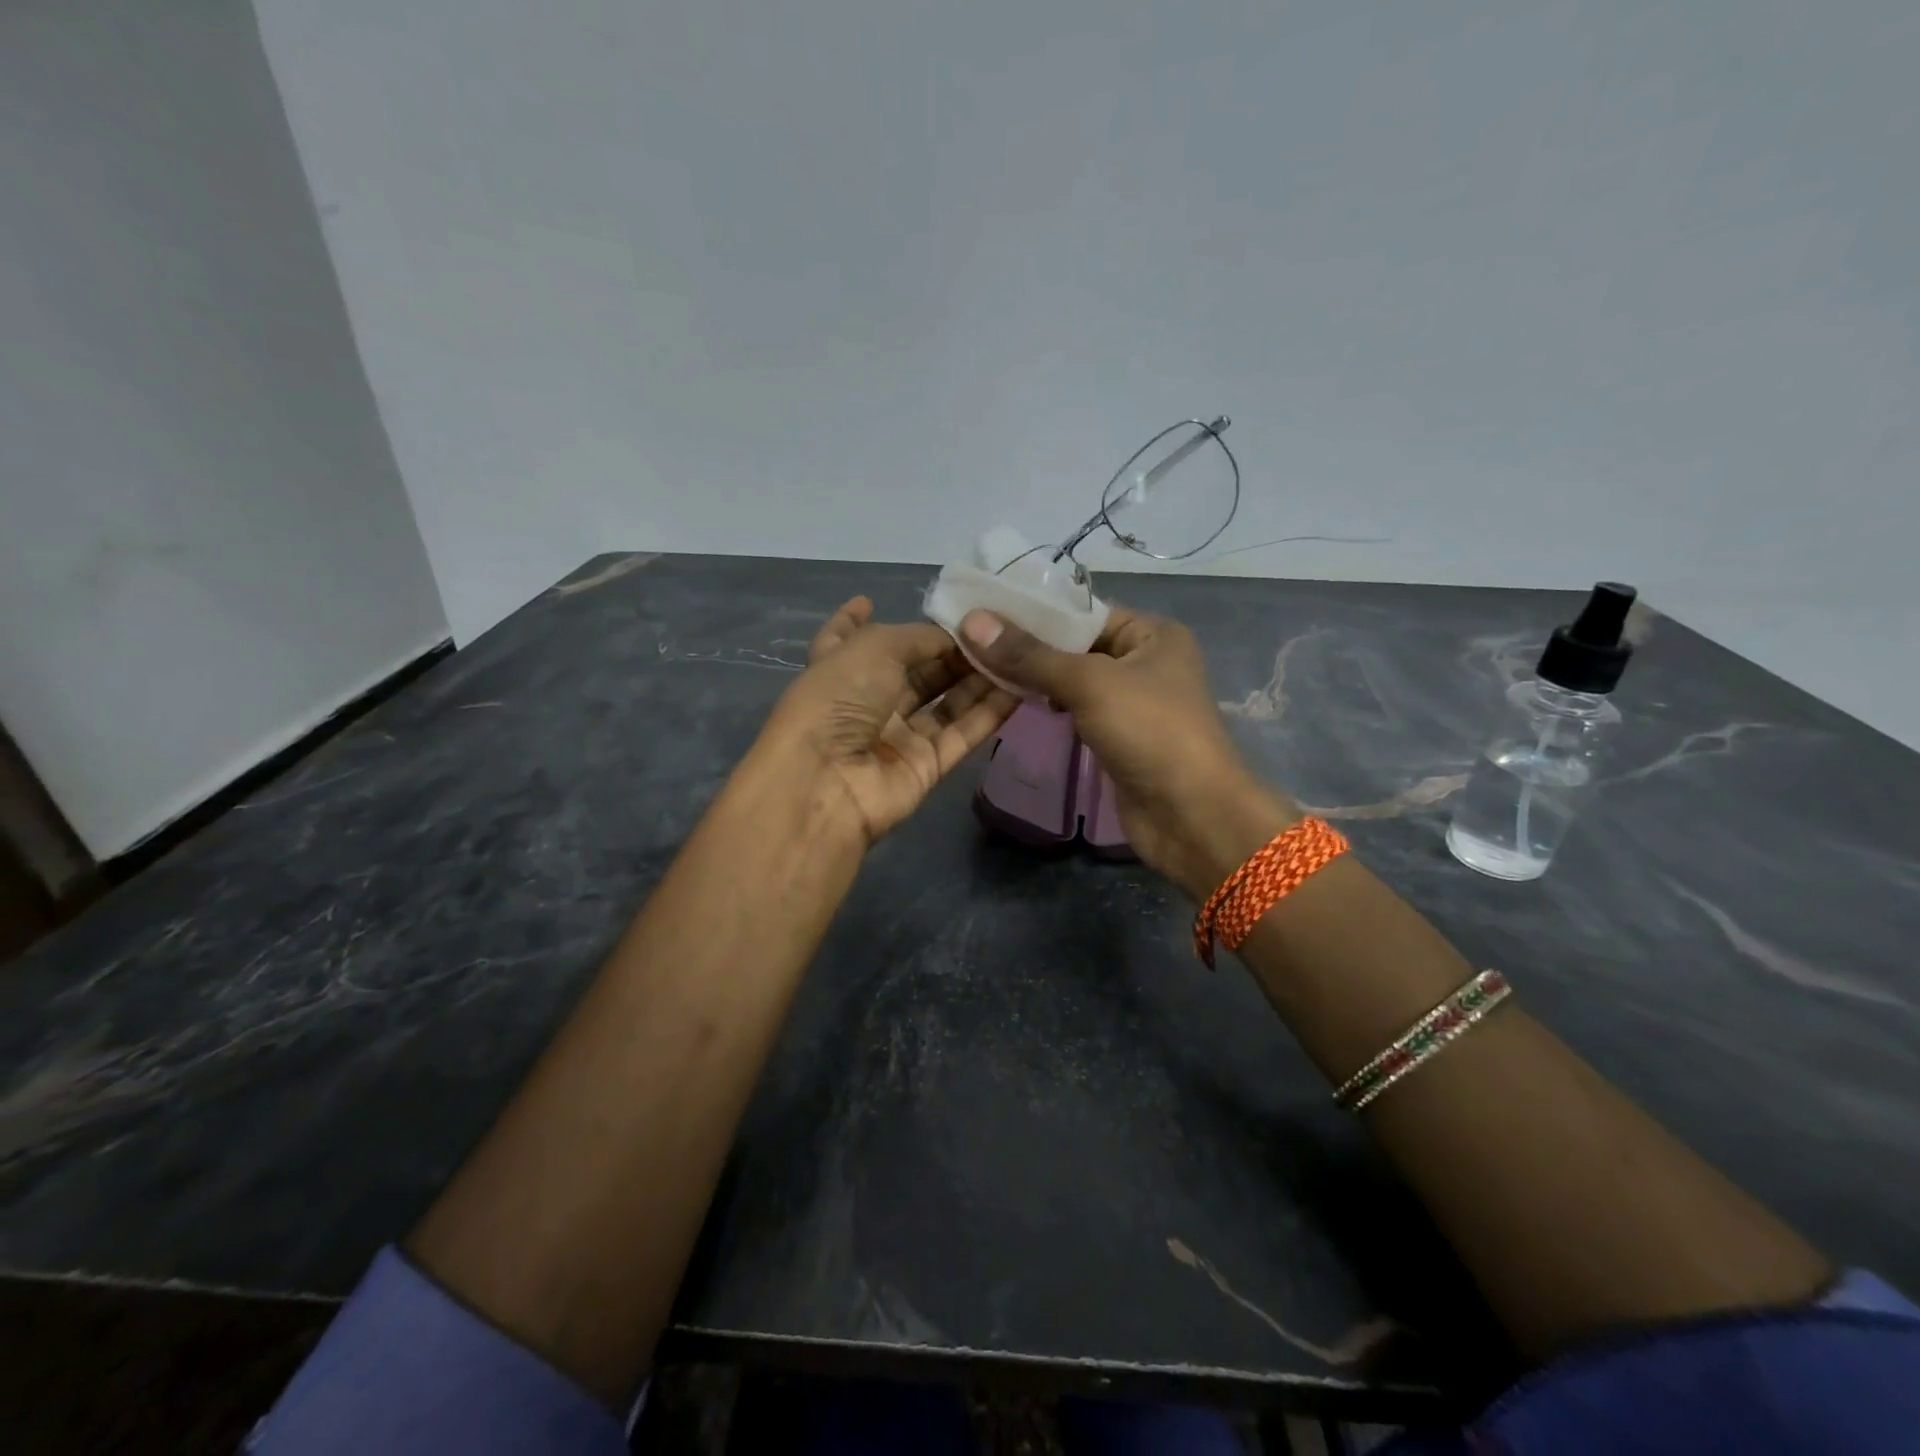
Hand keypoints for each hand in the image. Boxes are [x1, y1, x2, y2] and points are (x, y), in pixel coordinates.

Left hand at [757, 597, 1018, 844]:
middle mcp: (866, 701)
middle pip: (913, 671)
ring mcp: (896, 737)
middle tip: (992, 628)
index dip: (855, 619)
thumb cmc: (838, 700)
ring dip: (977, 679)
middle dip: (948, 651)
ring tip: (1015, 651)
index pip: (845, 639)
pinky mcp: (926, 767)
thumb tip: (952, 638)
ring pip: (945, 702)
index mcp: (837, 668)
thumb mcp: (873, 648)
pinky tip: (1021, 687)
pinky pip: (963, 734)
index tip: (870, 600)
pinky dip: (990, 712)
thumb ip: (917, 637)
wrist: (827, 782)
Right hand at [960, 607, 1297, 898]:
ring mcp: (1133, 703)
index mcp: (1152, 633)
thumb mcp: (1089, 683)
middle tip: (972, 642)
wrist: (1191, 815)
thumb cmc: (1149, 732)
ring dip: (1037, 679)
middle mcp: (1145, 661)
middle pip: (1076, 646)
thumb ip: (1030, 655)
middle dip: (1030, 647)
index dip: (1035, 612)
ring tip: (983, 668)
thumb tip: (973, 621)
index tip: (982, 611)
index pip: (1084, 612)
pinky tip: (1016, 702)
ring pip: (1074, 681)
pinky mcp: (1119, 738)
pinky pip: (1078, 711)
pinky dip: (1050, 706)